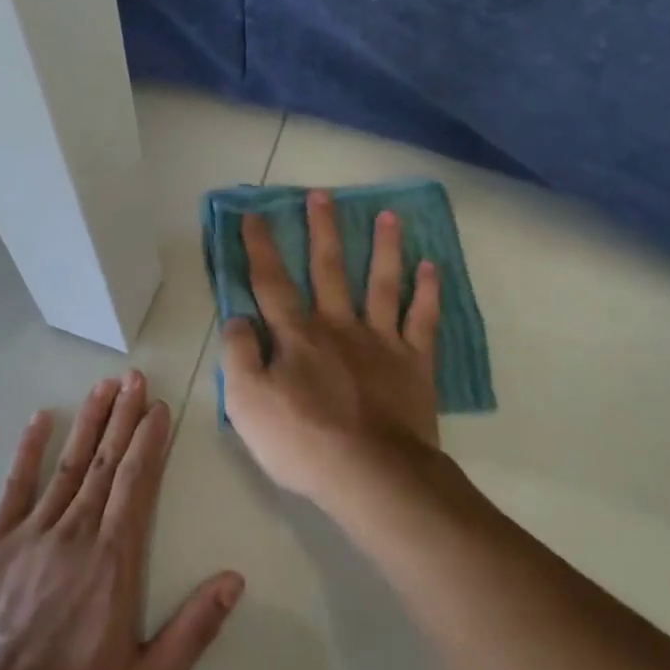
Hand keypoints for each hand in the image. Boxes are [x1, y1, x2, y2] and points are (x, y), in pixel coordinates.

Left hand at [0, 373, 243, 669]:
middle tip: (136, 378)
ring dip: (89, 422)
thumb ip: (193, 631)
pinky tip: (41, 418)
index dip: (149, 441)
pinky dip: (29, 449)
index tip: (159, 407)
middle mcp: (76, 534)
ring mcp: (31, 534)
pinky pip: (15, 485)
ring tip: (105, 386)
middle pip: (105, 463)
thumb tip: (234, 579)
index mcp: (114, 562)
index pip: (136, 484)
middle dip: (124, 417)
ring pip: (68, 465)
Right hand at [220, 191, 442, 506]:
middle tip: (323, 195)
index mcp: (296, 335)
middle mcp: (338, 326)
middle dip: (323, 230)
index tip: (253, 215)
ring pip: (381, 283)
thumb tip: (239, 318)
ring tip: (388, 215)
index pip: (271, 282)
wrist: (372, 474)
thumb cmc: (302, 441)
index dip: (260, 248)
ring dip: (383, 247)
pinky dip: (427, 292)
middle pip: (329, 268)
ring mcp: (380, 341)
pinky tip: (431, 266)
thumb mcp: (246, 403)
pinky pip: (422, 319)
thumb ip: (238, 355)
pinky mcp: (414, 362)